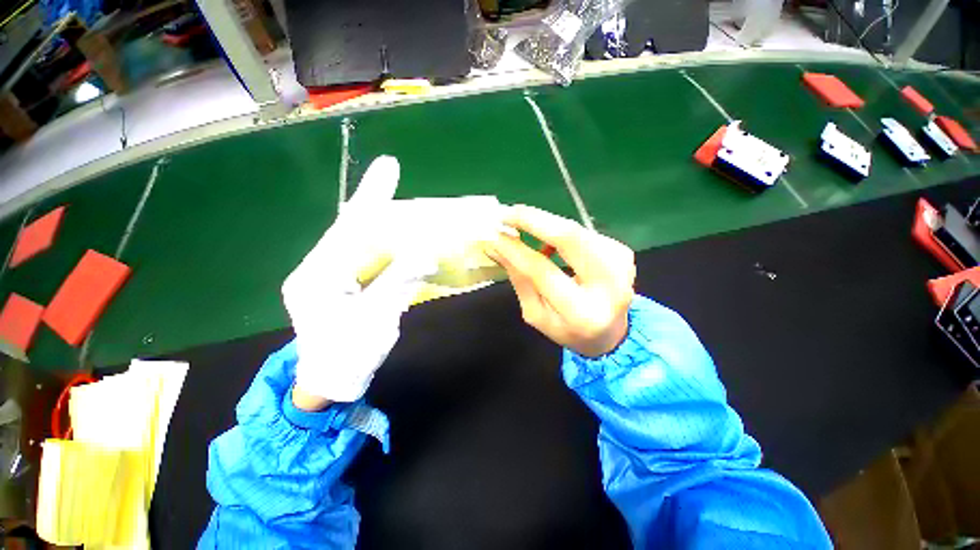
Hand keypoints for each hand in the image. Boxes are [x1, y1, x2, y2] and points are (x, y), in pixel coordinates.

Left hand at [282, 156, 436, 405]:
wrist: (329, 383)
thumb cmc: (351, 356)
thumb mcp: (378, 319)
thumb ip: (399, 281)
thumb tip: (424, 252)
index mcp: (319, 277)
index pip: (351, 229)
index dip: (372, 198)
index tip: (390, 167)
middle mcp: (315, 269)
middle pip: (350, 228)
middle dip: (373, 204)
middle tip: (392, 176)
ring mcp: (322, 276)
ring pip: (354, 240)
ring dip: (376, 222)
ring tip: (396, 205)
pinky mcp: (333, 283)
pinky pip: (358, 256)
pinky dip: (377, 244)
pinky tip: (392, 238)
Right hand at [485, 205, 635, 357]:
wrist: (611, 332)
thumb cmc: (567, 328)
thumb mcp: (536, 313)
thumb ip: (519, 280)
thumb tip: (497, 246)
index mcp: (582, 312)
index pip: (543, 271)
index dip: (516, 250)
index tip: (494, 235)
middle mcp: (609, 285)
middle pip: (570, 237)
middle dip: (533, 220)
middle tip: (506, 213)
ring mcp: (621, 264)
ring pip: (576, 230)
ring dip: (544, 224)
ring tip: (521, 226)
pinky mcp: (623, 251)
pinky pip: (582, 233)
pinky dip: (559, 233)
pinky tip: (549, 243)